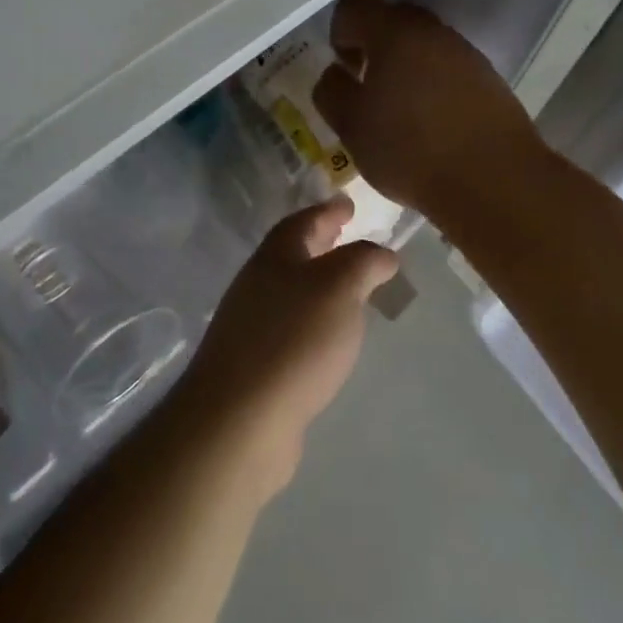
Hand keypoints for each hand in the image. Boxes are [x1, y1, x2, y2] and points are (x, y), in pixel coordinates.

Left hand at [171, 198, 398, 498]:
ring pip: (291, 291)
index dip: (328, 210)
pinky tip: (329, 339)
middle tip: (349, 237)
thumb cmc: (295, 339)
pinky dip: (312, 322)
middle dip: (321, 244)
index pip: (303, 221)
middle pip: (292, 254)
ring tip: (349, 290)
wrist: (240, 418)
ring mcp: (251, 325)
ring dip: (318, 284)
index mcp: (275, 256)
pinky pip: (290, 328)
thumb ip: (364, 262)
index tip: (349, 205)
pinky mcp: (254, 364)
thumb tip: (383, 254)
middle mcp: (257, 284)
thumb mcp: (340, 287)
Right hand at [313, 0, 547, 224]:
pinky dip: (433, 82)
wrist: (494, 180)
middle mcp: (432, 32)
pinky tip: (431, 121)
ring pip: (424, 44)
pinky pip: (449, 66)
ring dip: (405, 64)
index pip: (354, 7)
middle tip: (368, 86)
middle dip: (374, 45)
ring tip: (400, 109)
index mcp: (394, 33)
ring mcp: (465, 53)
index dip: (339, 33)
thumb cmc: (410, 150)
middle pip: (393, 19)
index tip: (344, 70)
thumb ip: (332, 91)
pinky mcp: (488, 78)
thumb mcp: (351, 126)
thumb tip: (335, 73)